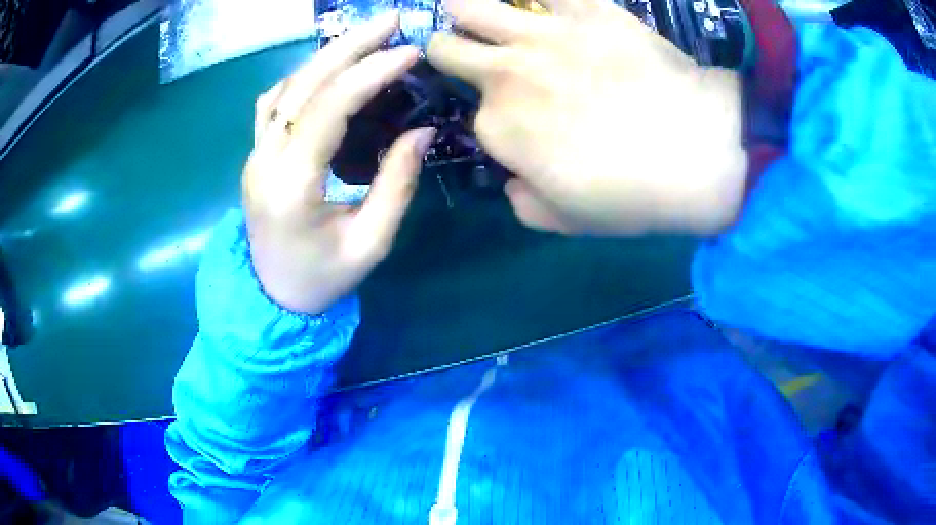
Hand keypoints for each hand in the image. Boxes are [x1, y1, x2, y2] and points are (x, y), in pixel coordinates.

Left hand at [243, 12, 435, 314]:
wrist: (272, 297)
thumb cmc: (323, 279)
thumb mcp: (370, 243)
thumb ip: (396, 185)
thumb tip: (421, 132)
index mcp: (291, 186)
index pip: (328, 110)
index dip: (369, 74)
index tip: (409, 53)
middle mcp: (264, 160)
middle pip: (303, 84)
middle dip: (349, 46)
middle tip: (390, 20)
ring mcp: (254, 154)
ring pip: (286, 86)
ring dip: (326, 55)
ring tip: (367, 36)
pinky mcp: (256, 153)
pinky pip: (274, 101)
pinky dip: (304, 75)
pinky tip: (329, 68)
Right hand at [428, 0, 747, 234]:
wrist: (699, 149)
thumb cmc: (632, 194)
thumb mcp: (566, 221)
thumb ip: (524, 202)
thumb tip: (514, 180)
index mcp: (497, 127)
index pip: (475, 114)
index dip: (494, 118)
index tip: (517, 122)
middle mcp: (503, 73)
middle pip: (446, 48)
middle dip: (449, 51)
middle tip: (470, 53)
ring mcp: (541, 33)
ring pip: (469, 6)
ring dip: (465, 10)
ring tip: (480, 16)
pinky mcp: (585, 8)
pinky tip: (538, 3)